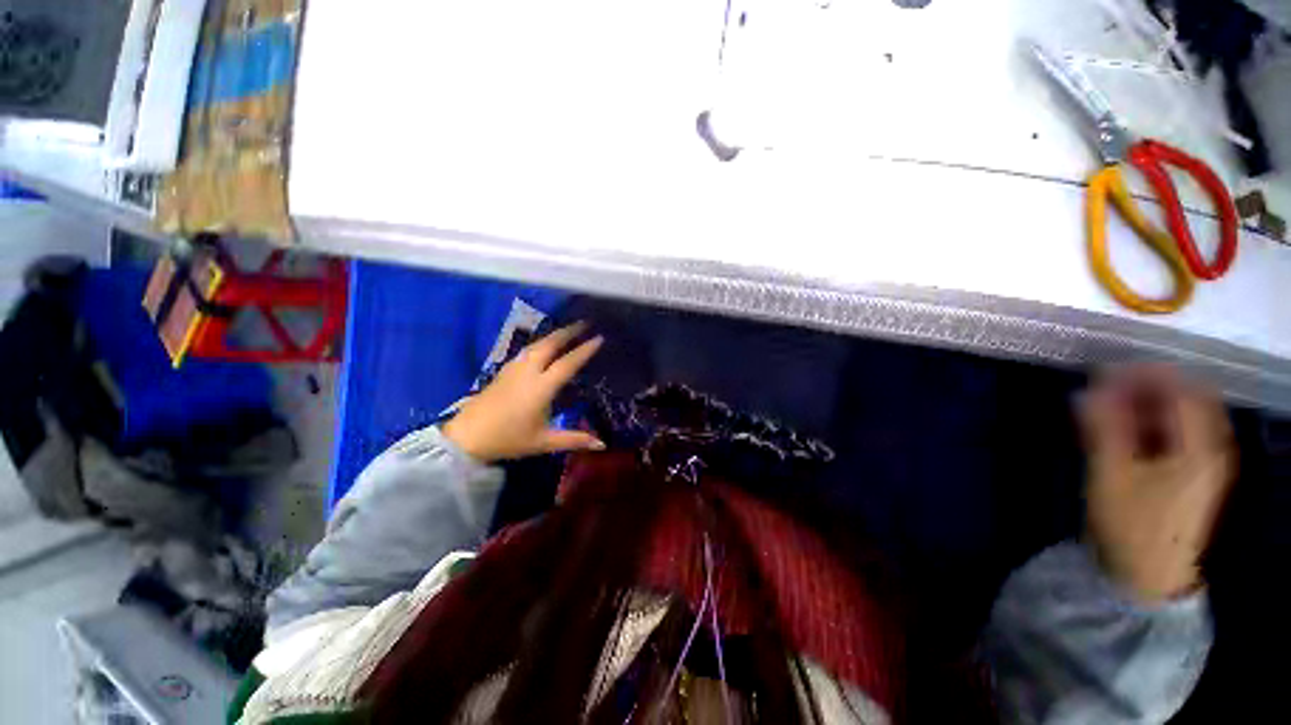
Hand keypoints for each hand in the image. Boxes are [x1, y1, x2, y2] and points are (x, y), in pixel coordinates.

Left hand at [442, 323, 604, 462]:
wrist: (466, 437)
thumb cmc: (508, 439)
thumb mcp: (544, 442)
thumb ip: (574, 439)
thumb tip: (603, 444)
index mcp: (541, 387)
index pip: (567, 363)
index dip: (584, 350)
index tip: (599, 338)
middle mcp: (528, 372)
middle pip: (550, 344)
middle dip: (569, 331)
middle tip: (585, 323)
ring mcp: (514, 368)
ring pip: (537, 344)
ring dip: (554, 334)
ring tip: (568, 329)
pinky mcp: (504, 370)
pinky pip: (527, 349)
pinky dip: (541, 342)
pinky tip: (544, 345)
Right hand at [1080, 366, 1234, 603]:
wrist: (1151, 576)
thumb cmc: (1133, 525)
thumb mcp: (1112, 475)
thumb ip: (1104, 428)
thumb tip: (1088, 389)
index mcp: (1200, 447)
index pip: (1181, 389)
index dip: (1144, 373)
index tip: (1105, 370)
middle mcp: (1214, 447)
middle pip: (1189, 397)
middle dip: (1148, 385)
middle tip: (1106, 386)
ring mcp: (1208, 462)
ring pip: (1185, 415)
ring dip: (1149, 403)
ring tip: (1110, 406)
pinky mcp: (1197, 474)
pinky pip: (1180, 433)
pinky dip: (1154, 422)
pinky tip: (1127, 430)